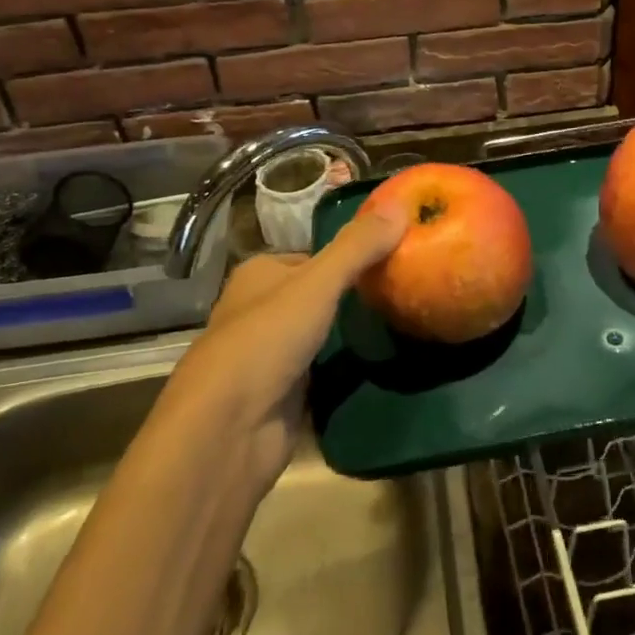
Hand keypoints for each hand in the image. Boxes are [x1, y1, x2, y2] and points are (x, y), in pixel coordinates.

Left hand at [166, 208, 404, 486]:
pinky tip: (383, 363)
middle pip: (320, 295)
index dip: (353, 254)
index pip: (315, 256)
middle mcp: (261, 310)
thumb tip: (400, 203)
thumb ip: (358, 246)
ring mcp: (270, 355)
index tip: (397, 255)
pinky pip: (324, 373)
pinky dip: (347, 369)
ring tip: (405, 323)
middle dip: (357, 296)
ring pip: (322, 334)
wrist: (227, 431)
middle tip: (407, 290)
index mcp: (260, 274)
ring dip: (353, 334)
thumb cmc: (266, 340)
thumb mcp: (318, 282)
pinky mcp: (283, 396)